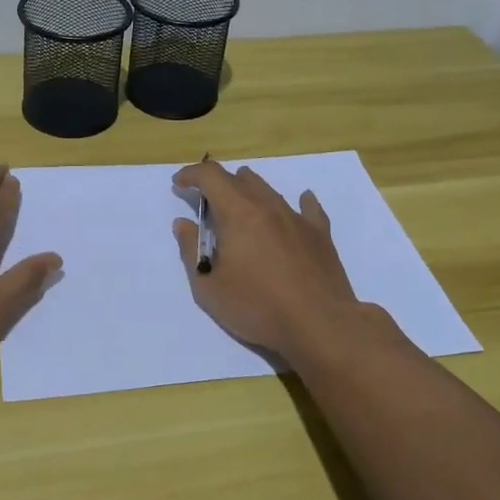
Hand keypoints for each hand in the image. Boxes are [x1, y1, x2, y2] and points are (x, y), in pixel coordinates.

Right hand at [171, 161, 360, 355]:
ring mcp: (296, 218)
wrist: (320, 325)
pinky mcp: (319, 234)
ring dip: (248, 190)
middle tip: (205, 202)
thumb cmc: (258, 307)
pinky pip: (308, 207)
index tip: (179, 184)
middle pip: (239, 179)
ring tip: (240, 203)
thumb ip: (191, 251)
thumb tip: (183, 224)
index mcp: (237, 213)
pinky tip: (300, 202)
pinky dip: (298, 201)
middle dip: (216, 184)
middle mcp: (267, 206)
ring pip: (268, 189)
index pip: (210, 176)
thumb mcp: (209, 287)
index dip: (191, 174)